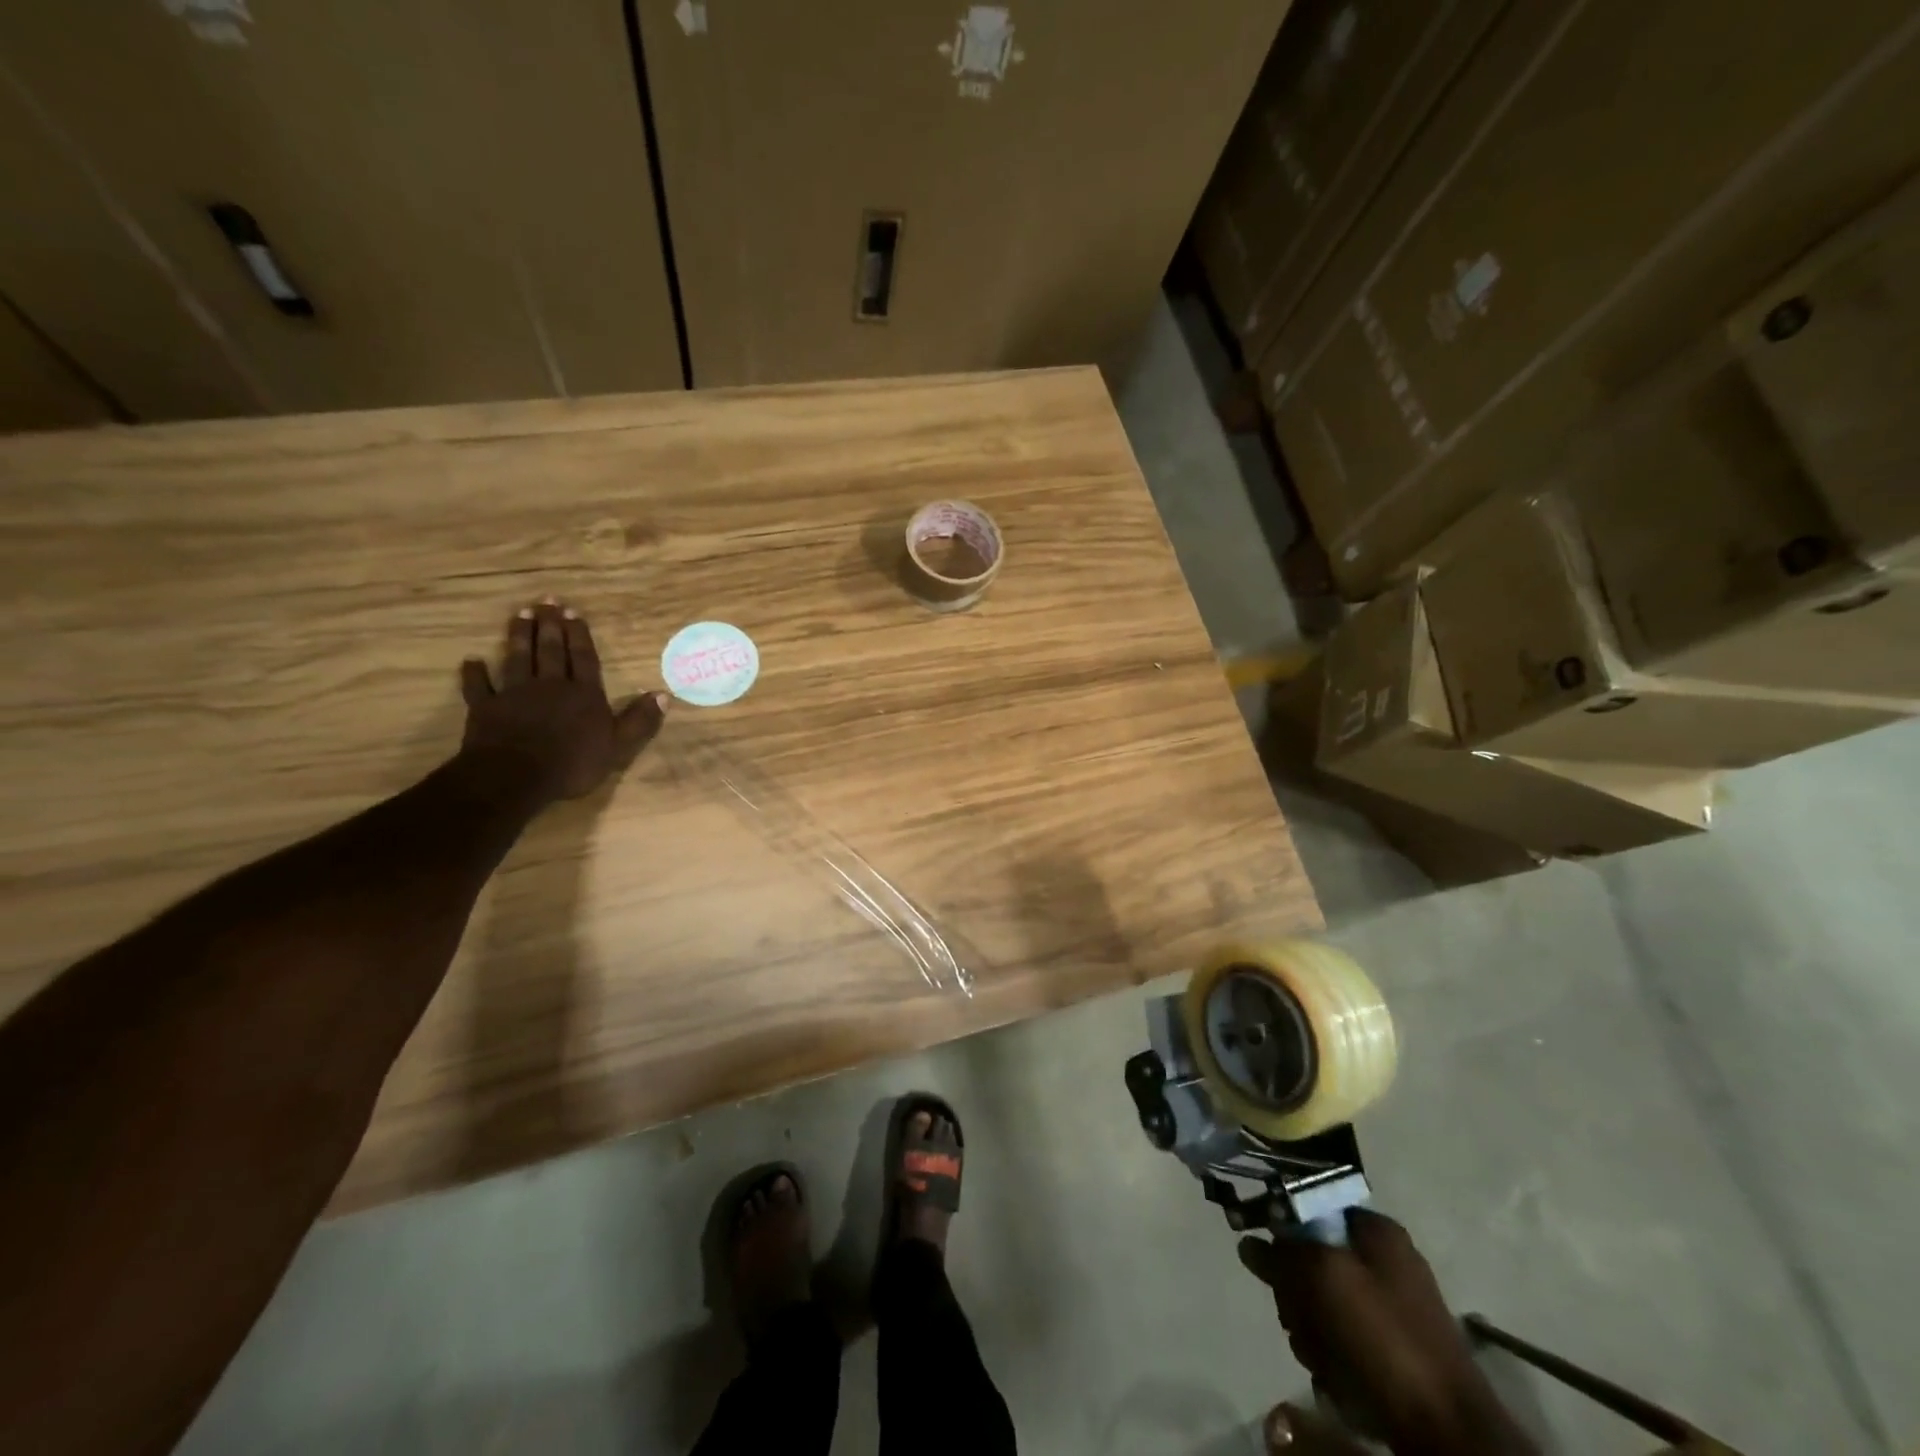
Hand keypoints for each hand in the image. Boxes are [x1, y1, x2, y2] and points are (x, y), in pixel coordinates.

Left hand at [460, 600, 666, 804]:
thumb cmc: (573, 763)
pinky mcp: (486, 708)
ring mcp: (515, 694)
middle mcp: (550, 686)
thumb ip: (639, 720)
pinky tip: (472, 661)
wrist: (516, 776)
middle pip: (550, 650)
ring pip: (518, 658)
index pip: (583, 658)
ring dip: (518, 636)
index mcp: (583, 694)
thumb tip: (663, 695)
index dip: (579, 635)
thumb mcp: (619, 746)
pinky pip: (479, 687)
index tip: (573, 612)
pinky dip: (475, 674)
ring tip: (520, 614)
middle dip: (549, 625)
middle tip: (546, 601)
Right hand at [1240, 1210, 1536, 1455]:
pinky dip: (1333, 1359)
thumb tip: (1251, 1240)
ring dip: (1310, 1331)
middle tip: (1300, 1319)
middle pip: (1312, 1260)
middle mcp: (1386, 1262)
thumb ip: (1283, 1250)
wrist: (1448, 1432)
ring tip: (1322, 1357)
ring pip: (1322, 1304)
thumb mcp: (1322, 1275)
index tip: (1273, 1265)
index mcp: (1377, 1231)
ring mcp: (1392, 1309)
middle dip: (1297, 1295)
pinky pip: (1342, 1341)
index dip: (1285, 1235)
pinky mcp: (1393, 1353)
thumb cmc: (1383, 1338)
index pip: (1311, 1210)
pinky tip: (1337, 1379)